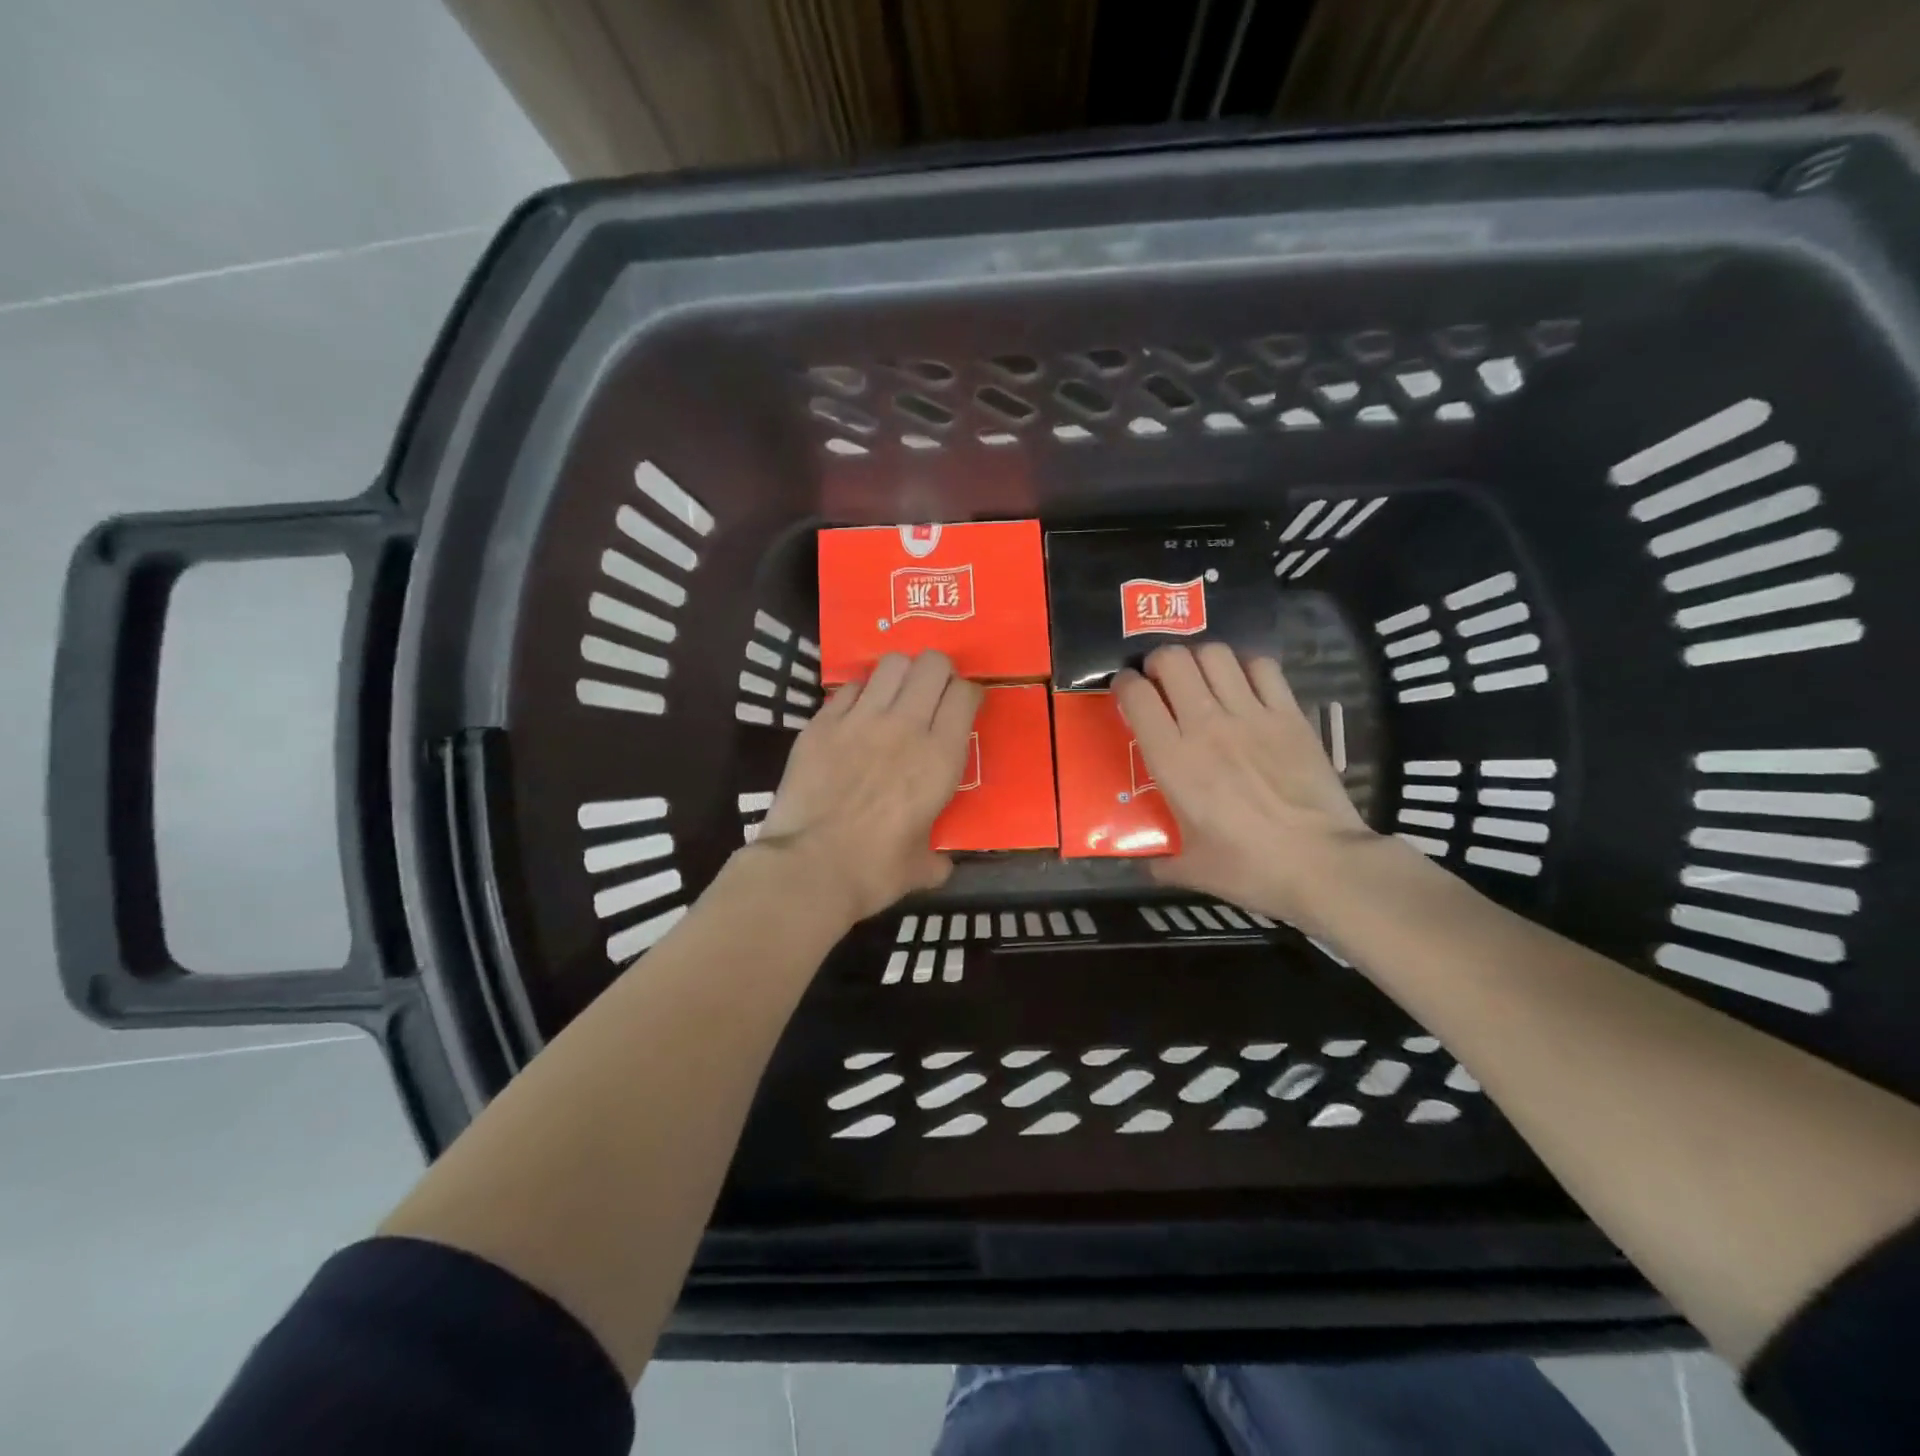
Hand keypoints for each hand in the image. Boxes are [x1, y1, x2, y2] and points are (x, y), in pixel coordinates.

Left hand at [752, 651, 981, 924]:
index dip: (969, 695)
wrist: (808, 867)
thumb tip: (940, 864)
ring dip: (902, 673)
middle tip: (933, 693)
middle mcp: (905, 725)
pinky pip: (850, 687)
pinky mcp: (822, 722)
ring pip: (892, 663)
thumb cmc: (874, 870)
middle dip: (940, 672)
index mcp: (939, 757)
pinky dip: (860, 693)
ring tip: (897, 693)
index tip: (964, 708)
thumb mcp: (919, 868)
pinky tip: (857, 713)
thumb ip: (936, 858)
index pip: (966, 695)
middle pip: (933, 664)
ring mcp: (860, 718)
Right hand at [1114, 643, 1379, 930]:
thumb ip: (1161, 862)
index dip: (1123, 684)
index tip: (1125, 692)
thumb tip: (1144, 864)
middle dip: (1158, 663)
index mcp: (1173, 759)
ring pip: (1215, 654)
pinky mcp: (1289, 714)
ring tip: (1201, 678)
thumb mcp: (1192, 870)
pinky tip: (1244, 685)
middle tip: (1161, 682)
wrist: (1322, 864)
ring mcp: (1251, 715)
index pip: (1136, 696)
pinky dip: (1247, 667)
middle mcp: (1206, 725)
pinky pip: (1262, 667)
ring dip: (1200, 659)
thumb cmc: (1249, 868)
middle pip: (1172, 660)